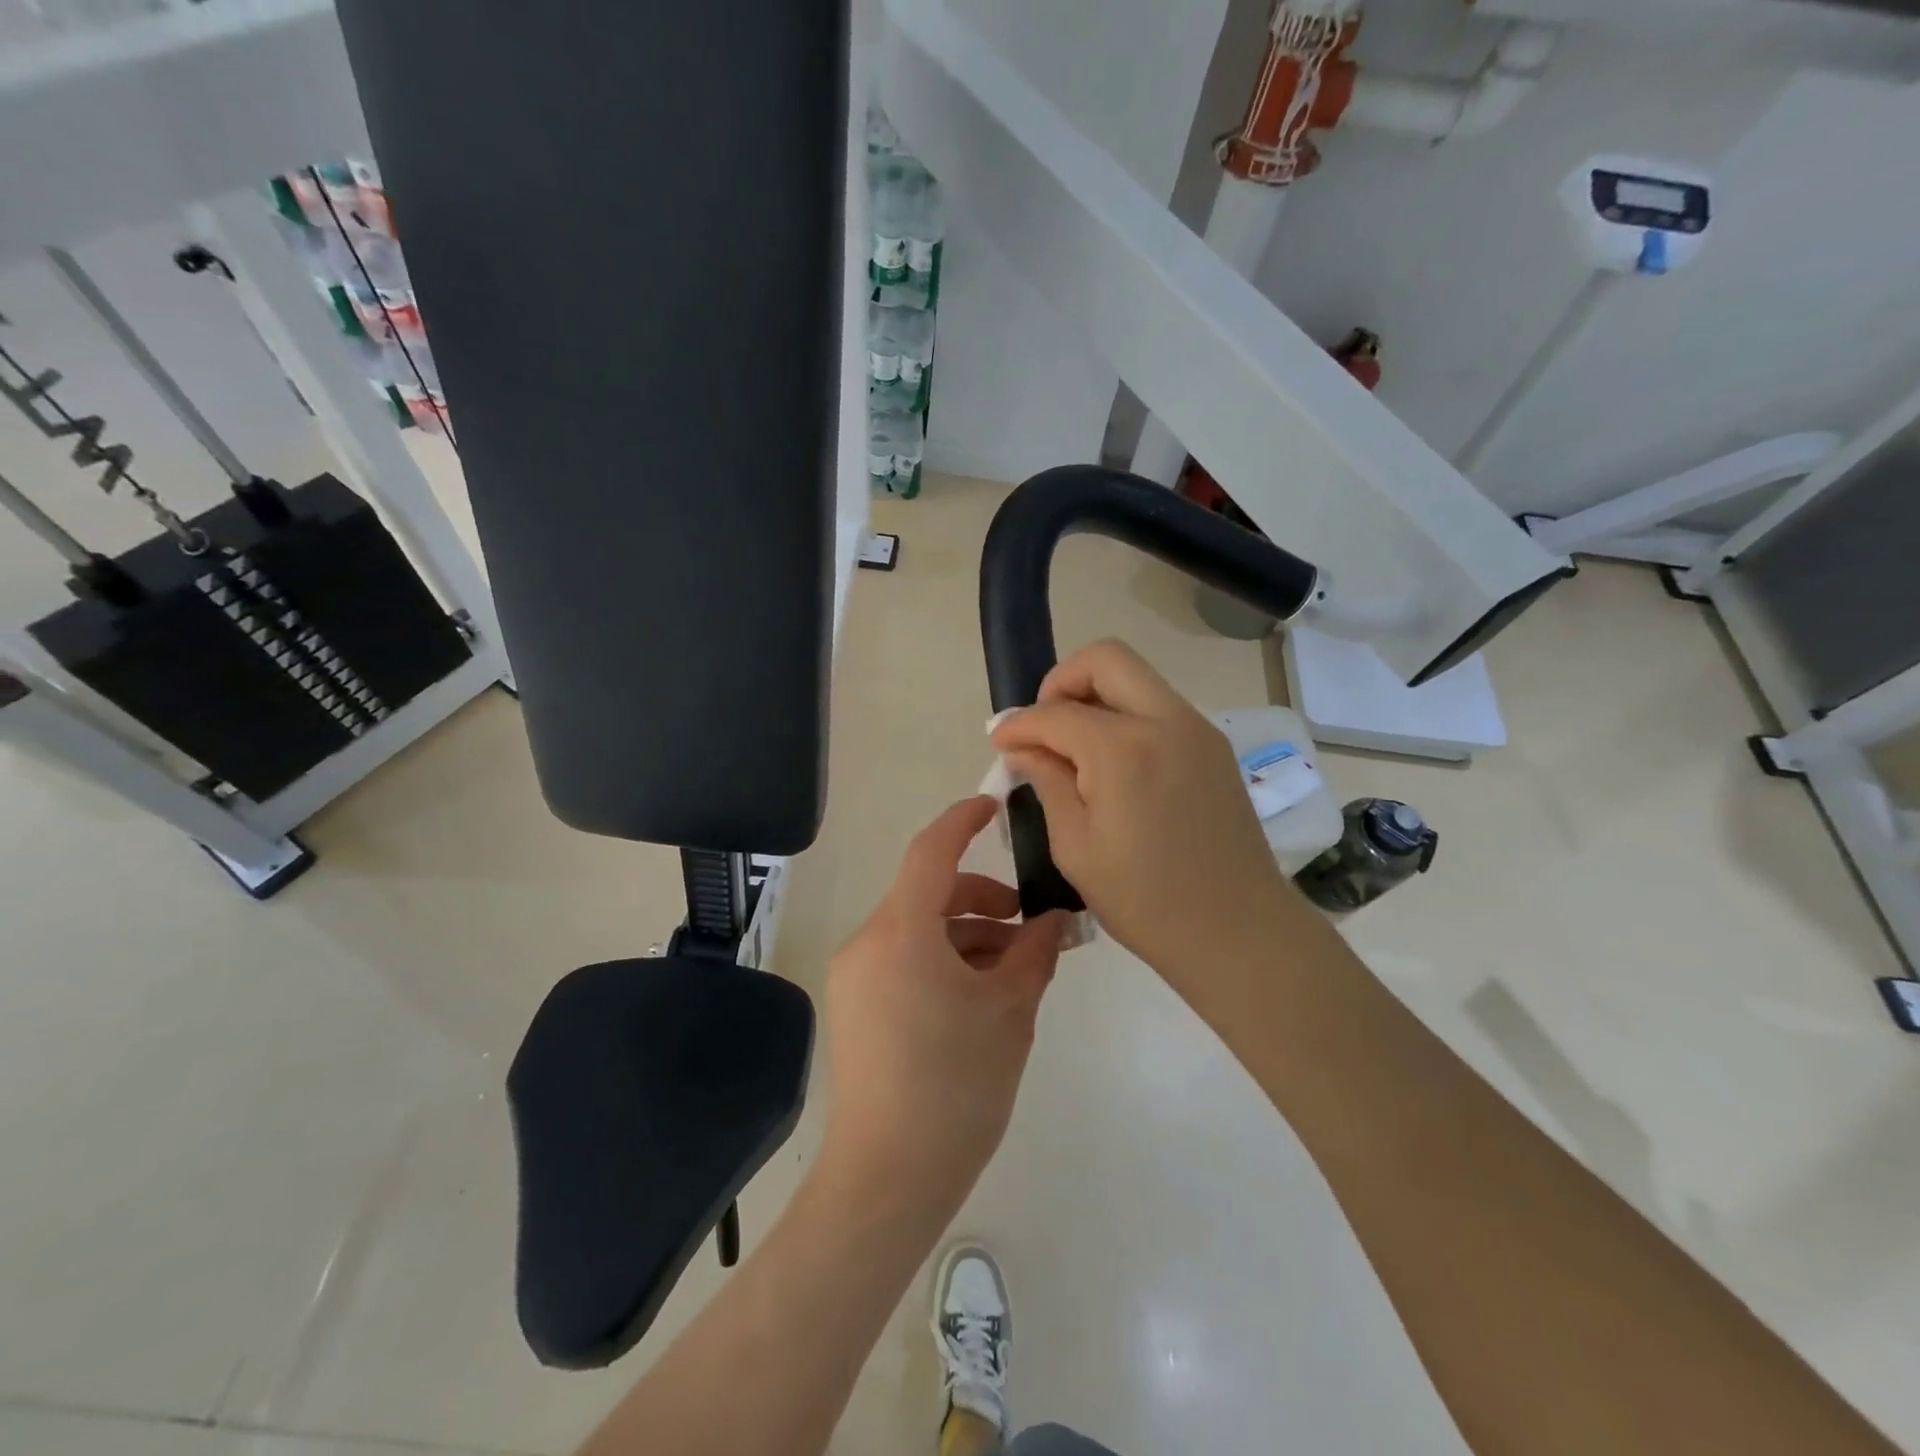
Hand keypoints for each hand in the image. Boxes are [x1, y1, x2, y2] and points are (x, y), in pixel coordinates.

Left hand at [819, 797, 1064, 1229]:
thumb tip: (1055, 921)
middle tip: (1032, 928)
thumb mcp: (1009, 1013)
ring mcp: (855, 975)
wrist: (888, 1181)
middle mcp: (868, 942)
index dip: (963, 821)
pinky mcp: (854, 1005)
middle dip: (984, 901)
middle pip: (929, 894)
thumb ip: (1034, 954)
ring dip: (967, 936)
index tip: (996, 806)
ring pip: (919, 930)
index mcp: (901, 932)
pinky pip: (903, 959)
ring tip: (1015, 971)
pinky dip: (942, 960)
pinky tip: (979, 996)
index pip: (931, 852)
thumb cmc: (956, 1088)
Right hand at [990, 640, 1296, 987]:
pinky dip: (1126, 716)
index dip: (1018, 725)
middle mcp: (1165, 721)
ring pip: (1136, 678)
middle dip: (1061, 682)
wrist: (1239, 931)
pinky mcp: (1214, 746)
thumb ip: (1047, 783)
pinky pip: (1159, 707)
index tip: (999, 743)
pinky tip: (1112, 764)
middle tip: (1043, 726)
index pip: (1055, 713)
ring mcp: (1197, 729)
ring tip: (1074, 749)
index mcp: (1124, 750)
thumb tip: (1023, 748)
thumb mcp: (1076, 847)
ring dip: (1096, 697)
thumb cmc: (1146, 901)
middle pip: (1105, 659)